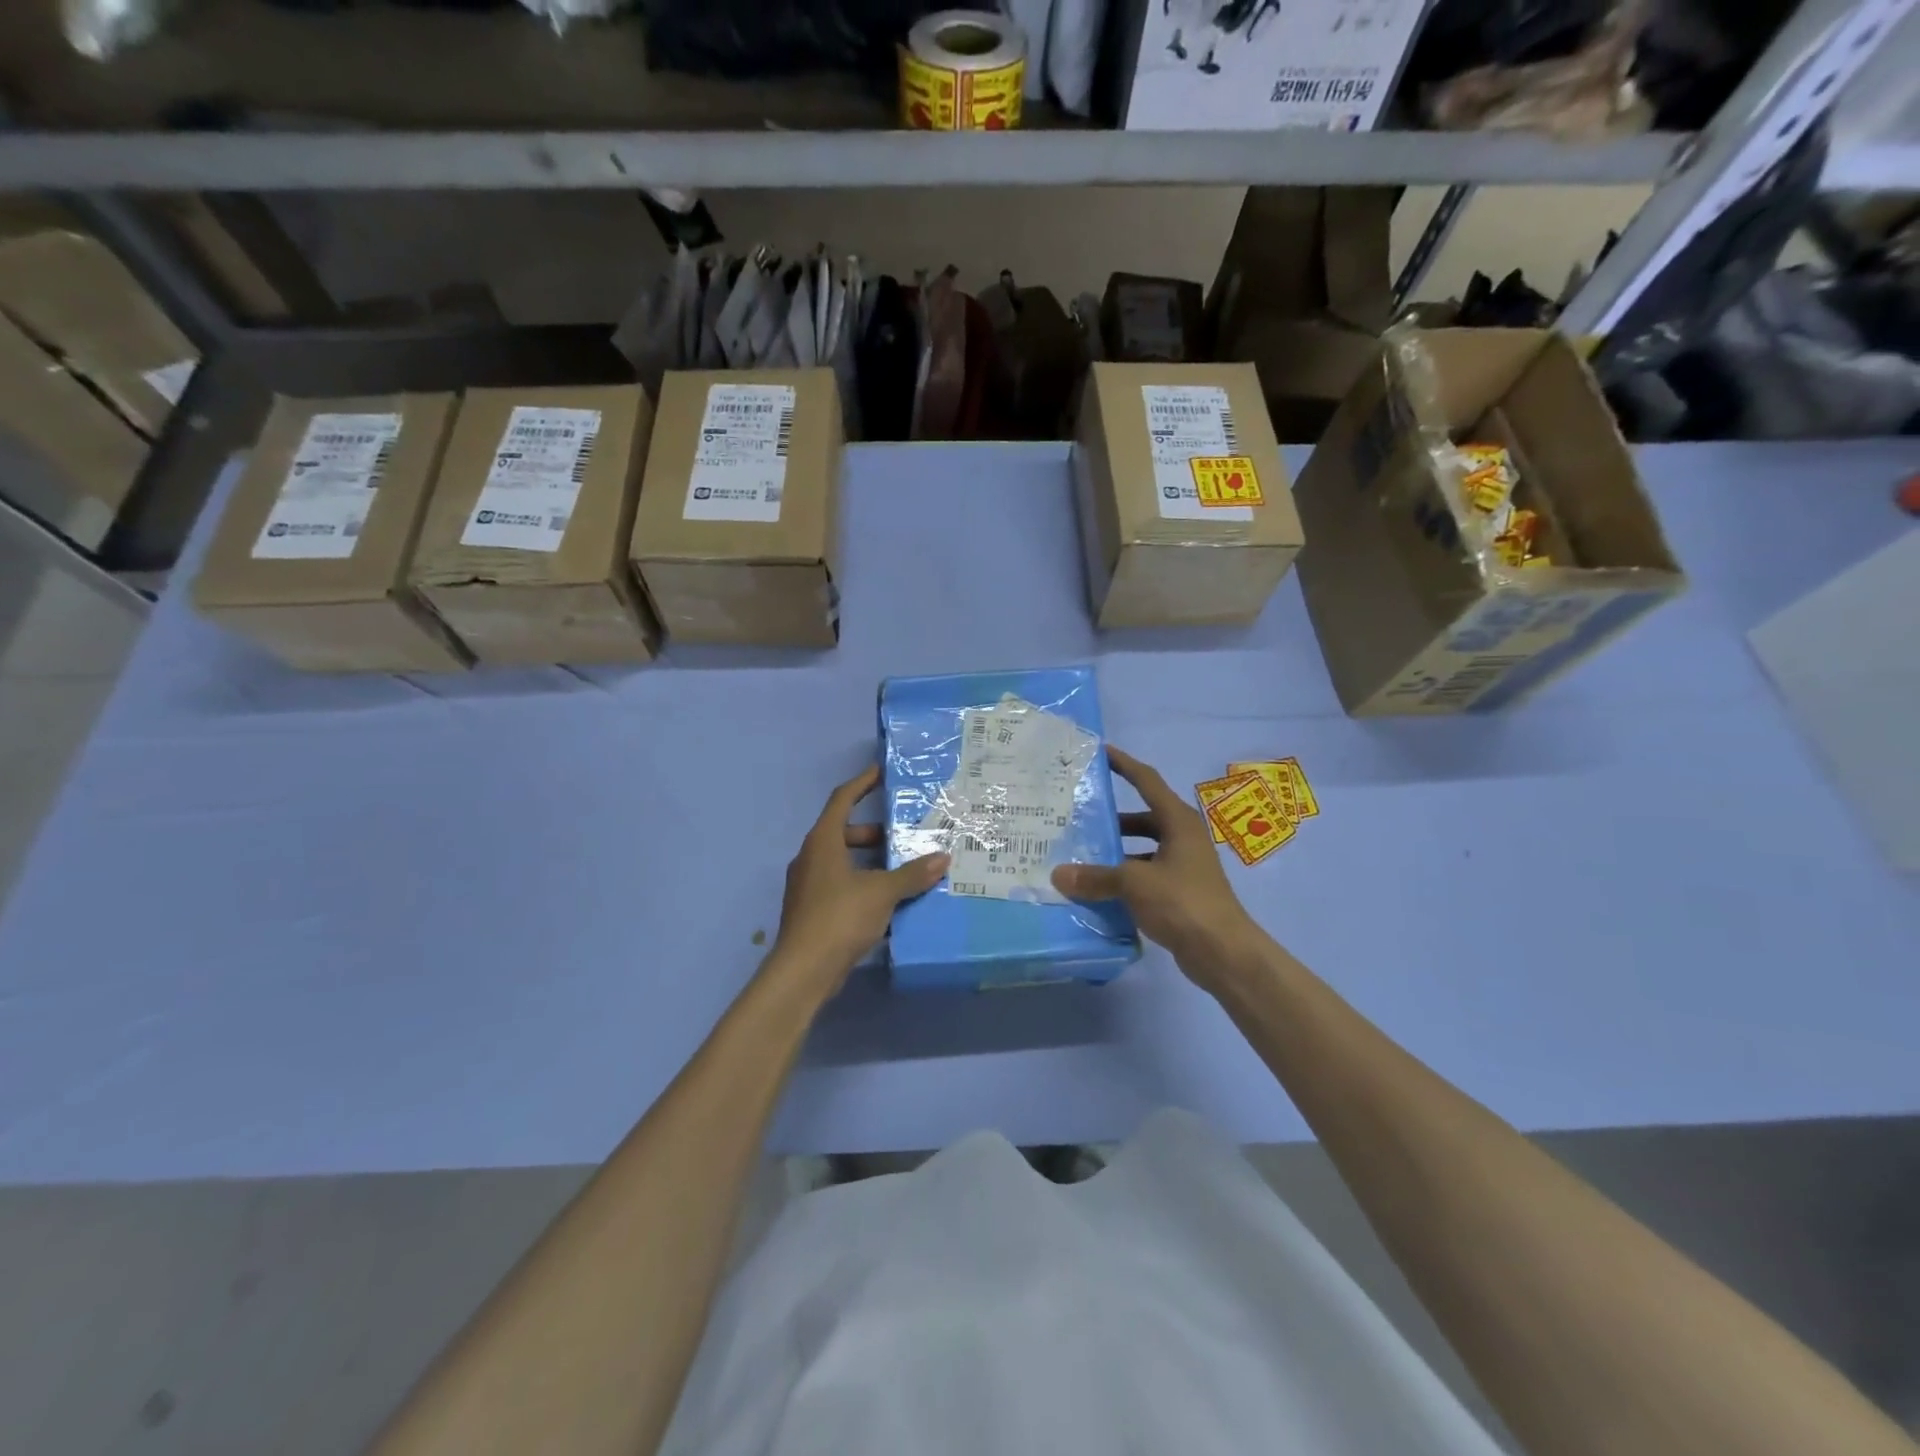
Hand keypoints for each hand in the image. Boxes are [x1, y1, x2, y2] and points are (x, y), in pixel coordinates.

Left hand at [768, 764, 948, 1000]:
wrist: (803, 970)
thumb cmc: (840, 917)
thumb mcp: (882, 892)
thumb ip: (913, 874)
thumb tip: (942, 858)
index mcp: (822, 842)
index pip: (842, 799)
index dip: (862, 783)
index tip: (881, 772)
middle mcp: (810, 857)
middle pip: (842, 832)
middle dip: (872, 831)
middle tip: (901, 835)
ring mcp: (807, 885)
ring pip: (841, 861)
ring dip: (868, 861)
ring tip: (900, 869)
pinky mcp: (810, 910)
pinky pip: (839, 884)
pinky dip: (861, 883)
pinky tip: (886, 900)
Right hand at [1051, 746, 1263, 990]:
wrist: (1223, 952)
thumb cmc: (1183, 903)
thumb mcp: (1134, 884)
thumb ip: (1095, 877)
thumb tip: (1058, 874)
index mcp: (1178, 821)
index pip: (1147, 781)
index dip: (1124, 764)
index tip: (1101, 752)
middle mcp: (1184, 837)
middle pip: (1143, 817)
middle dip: (1113, 817)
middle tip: (1079, 816)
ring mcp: (1184, 865)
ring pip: (1143, 848)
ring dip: (1117, 851)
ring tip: (1082, 855)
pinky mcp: (1181, 891)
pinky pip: (1146, 873)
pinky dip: (1125, 877)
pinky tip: (1100, 889)